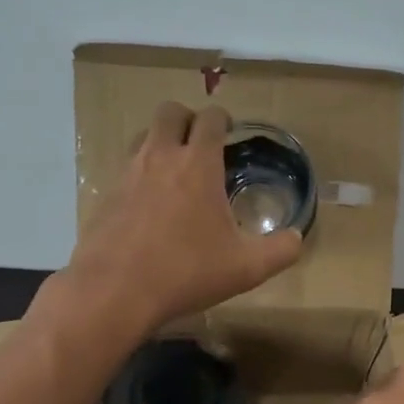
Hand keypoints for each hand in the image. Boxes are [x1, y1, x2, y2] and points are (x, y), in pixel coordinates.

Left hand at [62, 101, 303, 334]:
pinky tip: (152, 206)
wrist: (115, 291)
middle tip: (202, 144)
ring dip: (162, 142)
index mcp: (198, 163)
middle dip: (188, 119)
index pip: (210, 118)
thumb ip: (281, 249)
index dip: (223, 120)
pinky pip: (127, 170)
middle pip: (170, 112)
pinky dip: (142, 175)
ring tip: (178, 172)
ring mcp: (128, 174)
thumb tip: (296, 237)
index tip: (230, 133)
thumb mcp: (247, 268)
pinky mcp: (106, 195)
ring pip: (144, 136)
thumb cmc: (187, 272)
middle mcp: (160, 157)